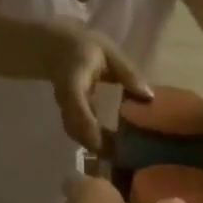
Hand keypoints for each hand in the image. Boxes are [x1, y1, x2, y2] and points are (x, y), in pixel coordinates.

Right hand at [41, 19, 150, 153]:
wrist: (53, 47)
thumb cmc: (84, 46)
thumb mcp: (108, 52)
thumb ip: (127, 73)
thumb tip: (148, 96)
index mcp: (73, 81)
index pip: (77, 106)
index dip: (90, 126)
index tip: (109, 143)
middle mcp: (65, 99)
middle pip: (76, 128)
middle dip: (96, 145)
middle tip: (123, 157)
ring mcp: (64, 109)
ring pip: (76, 134)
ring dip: (96, 146)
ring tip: (121, 155)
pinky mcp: (68, 114)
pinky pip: (79, 132)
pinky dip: (94, 141)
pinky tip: (113, 146)